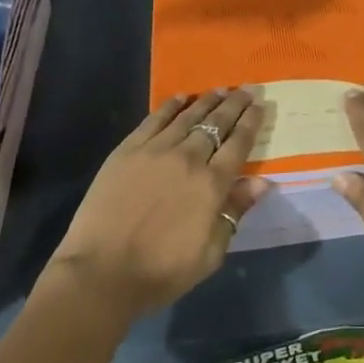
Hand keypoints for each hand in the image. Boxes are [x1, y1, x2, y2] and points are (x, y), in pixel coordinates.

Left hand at [49, 89, 267, 318]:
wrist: (101, 273)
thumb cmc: (161, 272)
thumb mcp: (210, 254)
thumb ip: (235, 213)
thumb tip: (262, 182)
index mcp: (212, 185)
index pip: (239, 143)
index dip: (252, 121)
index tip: (261, 104)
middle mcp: (188, 159)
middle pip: (217, 123)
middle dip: (235, 104)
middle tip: (247, 89)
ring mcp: (156, 150)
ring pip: (188, 117)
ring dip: (207, 101)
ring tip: (220, 90)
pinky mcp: (128, 150)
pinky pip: (154, 119)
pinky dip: (170, 106)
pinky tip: (180, 97)